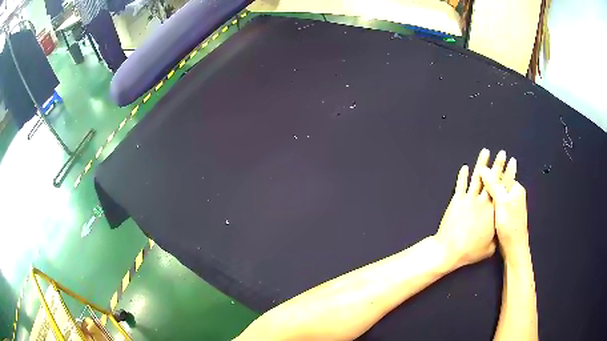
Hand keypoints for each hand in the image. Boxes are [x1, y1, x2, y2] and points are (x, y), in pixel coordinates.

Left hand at [435, 149, 504, 267]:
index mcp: (493, 212)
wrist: (449, 250)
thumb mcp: (489, 248)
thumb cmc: (471, 251)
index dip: (509, 175)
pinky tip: (464, 167)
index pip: (504, 189)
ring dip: (482, 163)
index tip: (513, 163)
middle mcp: (483, 202)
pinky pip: (460, 185)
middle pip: (493, 179)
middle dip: (499, 164)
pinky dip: (462, 176)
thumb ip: (496, 237)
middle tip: (502, 153)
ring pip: (477, 177)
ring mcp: (469, 199)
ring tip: (485, 152)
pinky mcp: (457, 200)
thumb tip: (500, 233)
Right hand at [480, 158, 528, 257]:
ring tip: (476, 186)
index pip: (502, 174)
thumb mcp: (502, 203)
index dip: (491, 171)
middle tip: (475, 178)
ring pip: (497, 193)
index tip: (478, 169)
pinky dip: (488, 200)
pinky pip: (495, 202)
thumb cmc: (509, 225)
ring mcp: (510, 206)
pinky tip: (480, 202)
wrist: (513, 248)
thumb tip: (483, 168)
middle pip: (500, 182)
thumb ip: (494, 185)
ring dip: (488, 189)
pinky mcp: (505, 216)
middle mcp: (514, 195)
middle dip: (490, 179)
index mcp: (516, 189)